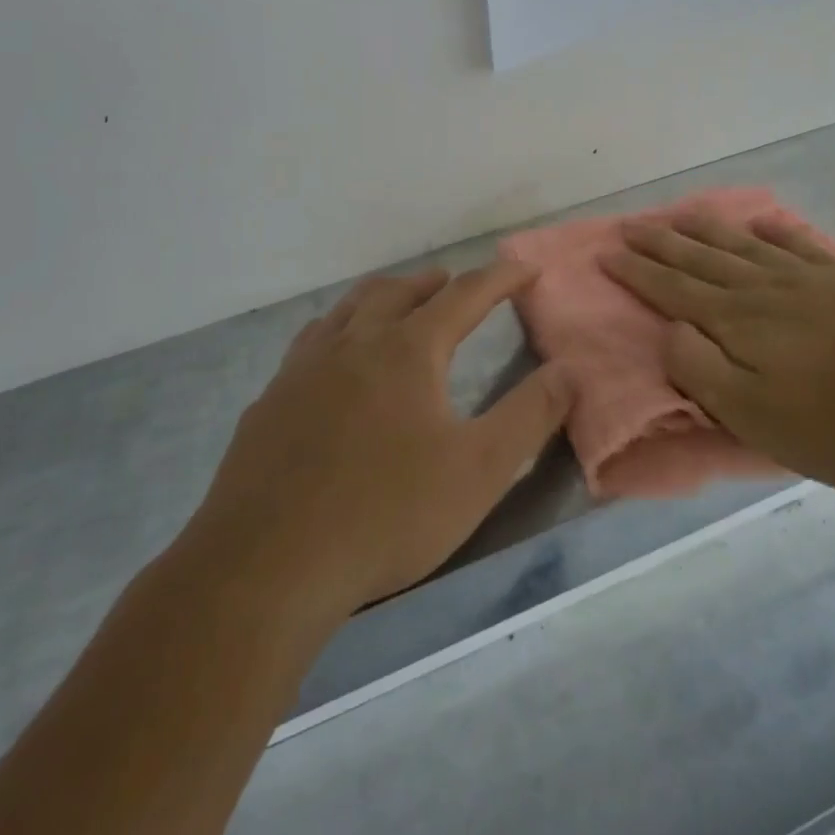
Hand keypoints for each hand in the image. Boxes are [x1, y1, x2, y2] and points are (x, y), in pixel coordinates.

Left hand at [192, 262, 568, 614]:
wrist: (266, 566)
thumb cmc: (387, 514)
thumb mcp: (478, 469)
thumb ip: (530, 415)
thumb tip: (568, 370)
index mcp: (407, 350)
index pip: (464, 296)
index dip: (500, 278)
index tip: (525, 268)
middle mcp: (353, 343)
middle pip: (398, 291)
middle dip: (434, 282)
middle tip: (455, 283)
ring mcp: (303, 369)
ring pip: (347, 309)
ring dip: (381, 296)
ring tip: (396, 303)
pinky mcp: (269, 401)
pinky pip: (310, 342)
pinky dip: (337, 330)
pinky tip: (332, 359)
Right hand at [600, 211, 834, 498]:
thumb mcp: (758, 419)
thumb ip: (701, 371)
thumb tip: (669, 330)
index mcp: (738, 323)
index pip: (672, 290)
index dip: (636, 272)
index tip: (606, 252)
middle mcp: (765, 290)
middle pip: (700, 259)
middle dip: (660, 243)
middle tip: (629, 226)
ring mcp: (810, 280)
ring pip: (742, 245)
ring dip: (705, 229)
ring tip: (678, 214)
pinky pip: (796, 244)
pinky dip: (771, 231)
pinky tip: (760, 225)